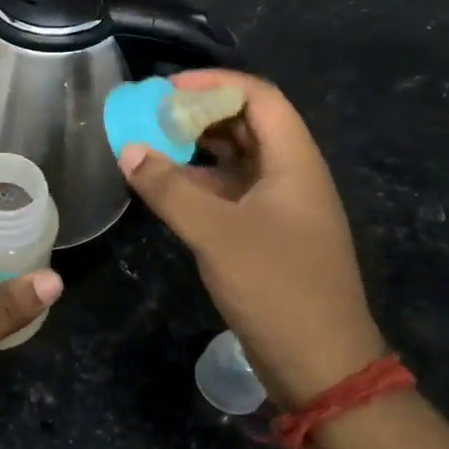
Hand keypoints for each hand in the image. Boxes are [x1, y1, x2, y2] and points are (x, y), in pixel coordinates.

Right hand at [119, 69, 385, 407]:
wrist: (320, 364)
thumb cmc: (275, 287)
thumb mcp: (215, 233)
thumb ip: (169, 188)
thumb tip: (128, 149)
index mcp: (294, 162)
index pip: (259, 97)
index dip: (214, 84)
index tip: (167, 89)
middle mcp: (292, 175)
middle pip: (248, 124)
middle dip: (200, 113)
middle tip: (151, 115)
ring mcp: (281, 207)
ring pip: (238, 159)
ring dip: (197, 148)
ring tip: (152, 144)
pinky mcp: (269, 235)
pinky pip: (231, 192)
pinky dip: (199, 182)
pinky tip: (166, 187)